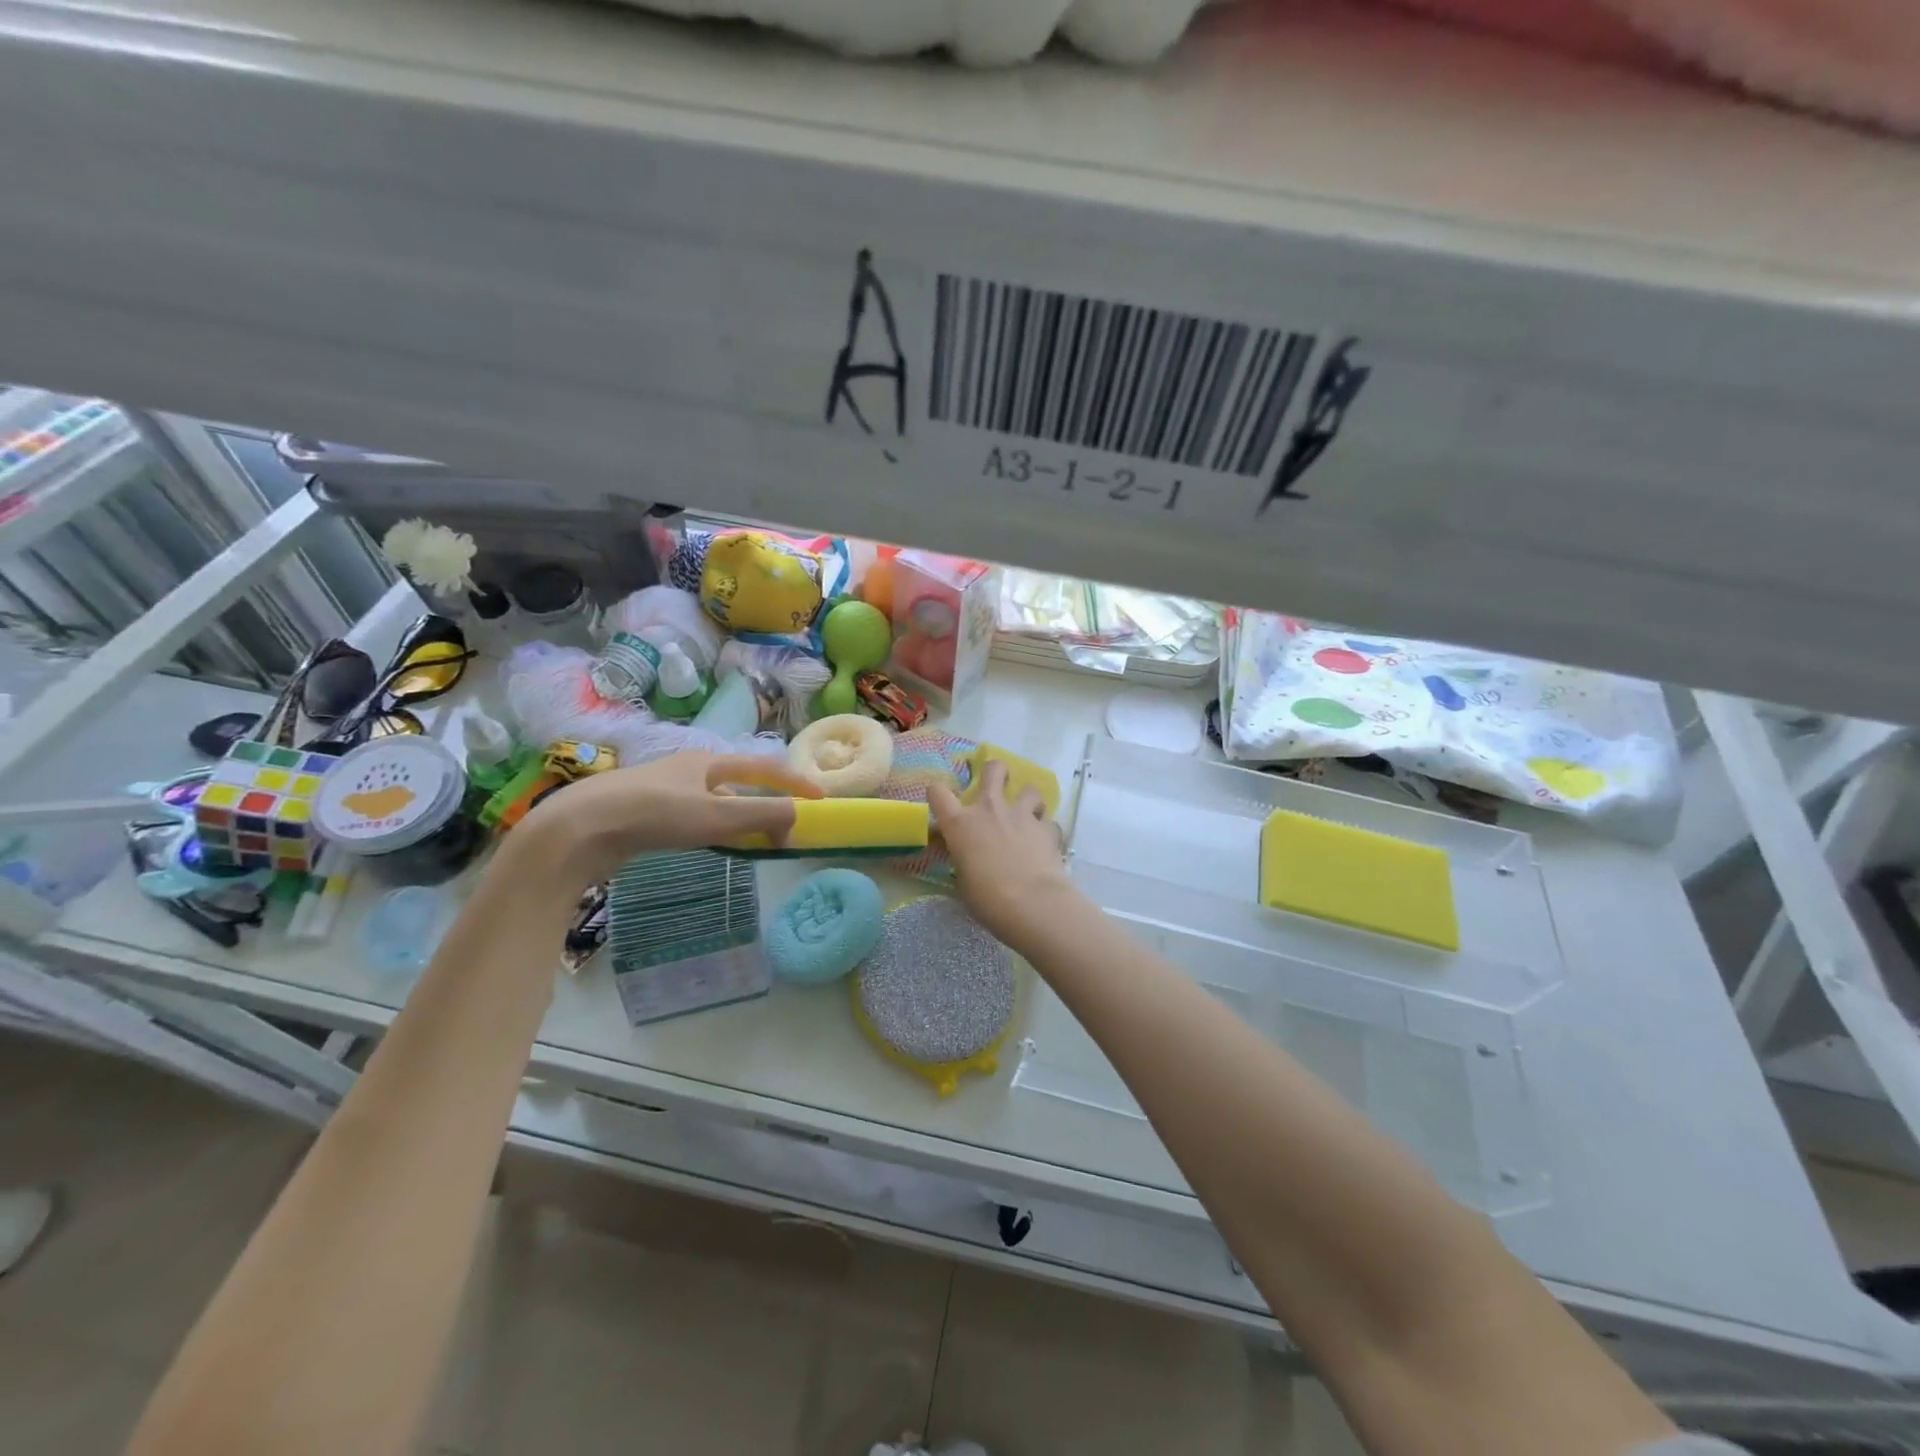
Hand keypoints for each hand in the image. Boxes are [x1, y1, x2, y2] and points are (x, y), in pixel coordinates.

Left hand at [513, 751, 822, 886]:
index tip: (821, 800)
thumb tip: (799, 818)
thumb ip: (763, 815)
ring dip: (739, 817)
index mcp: (708, 761)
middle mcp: (687, 769)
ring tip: (754, 840)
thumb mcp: (716, 815)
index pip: (764, 767)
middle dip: (765, 800)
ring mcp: (663, 791)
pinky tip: (709, 845)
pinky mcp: (643, 814)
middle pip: (738, 782)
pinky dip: (713, 829)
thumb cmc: (654, 815)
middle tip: (786, 825)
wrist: (578, 830)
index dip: (794, 782)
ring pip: (714, 801)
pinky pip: (693, 818)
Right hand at [927, 761, 1080, 945]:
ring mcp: (1022, 816)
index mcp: (961, 824)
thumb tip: (970, 858)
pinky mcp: (1047, 829)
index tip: (941, 802)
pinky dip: (1046, 830)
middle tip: (997, 784)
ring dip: (1028, 800)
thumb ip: (965, 861)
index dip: (937, 794)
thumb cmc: (987, 898)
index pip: (938, 793)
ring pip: (1029, 790)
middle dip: (996, 772)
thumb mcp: (964, 881)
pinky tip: (1045, 843)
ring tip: (1029, 816)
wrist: (1032, 903)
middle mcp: (990, 810)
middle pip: (993, 770)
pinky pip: (1048, 822)